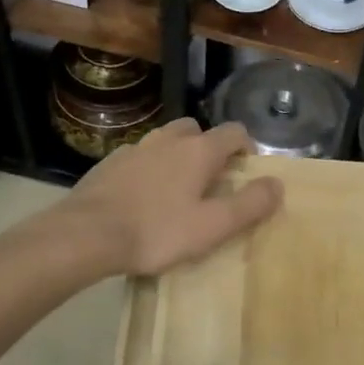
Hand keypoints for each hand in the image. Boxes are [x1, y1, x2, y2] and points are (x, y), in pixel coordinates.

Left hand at [62, 118, 281, 276]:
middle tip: (211, 180)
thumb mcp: (212, 226)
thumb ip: (249, 204)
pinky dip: (148, 168)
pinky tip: (141, 196)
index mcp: (198, 151)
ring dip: (176, 155)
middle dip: (209, 147)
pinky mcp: (108, 164)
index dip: (246, 147)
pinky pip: (138, 157)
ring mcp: (134, 149)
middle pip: (196, 129)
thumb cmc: (157, 231)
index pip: (233, 132)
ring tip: (176, 188)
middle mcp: (167, 140)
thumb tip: (278, 184)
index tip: (247, 171)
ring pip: (164, 140)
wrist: (86, 235)